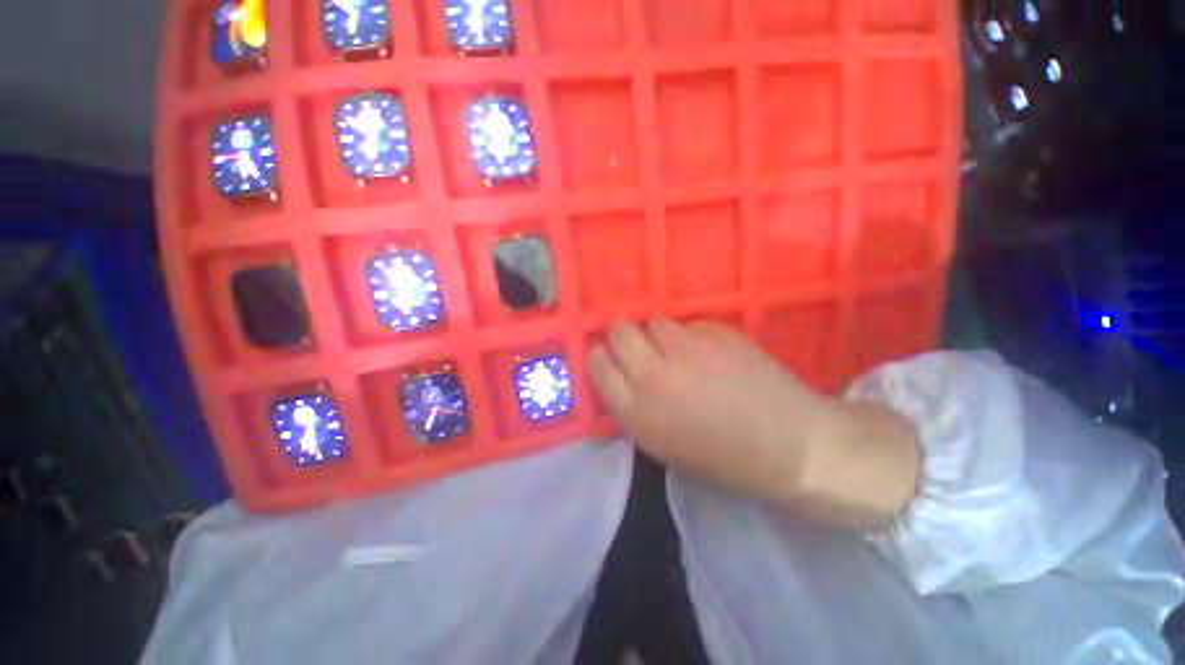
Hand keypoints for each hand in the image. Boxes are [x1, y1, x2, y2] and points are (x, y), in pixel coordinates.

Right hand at [587, 319, 919, 527]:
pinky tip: (713, 354)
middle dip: (622, 334)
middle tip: (637, 345)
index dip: (600, 355)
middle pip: (619, 331)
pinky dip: (694, 336)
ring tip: (679, 351)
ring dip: (660, 335)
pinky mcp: (718, 334)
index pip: (598, 365)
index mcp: (637, 412)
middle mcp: (654, 375)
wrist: (791, 448)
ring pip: (655, 322)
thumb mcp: (663, 446)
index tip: (607, 355)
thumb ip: (634, 408)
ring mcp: (688, 350)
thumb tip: (619, 376)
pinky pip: (690, 324)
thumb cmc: (723, 459)